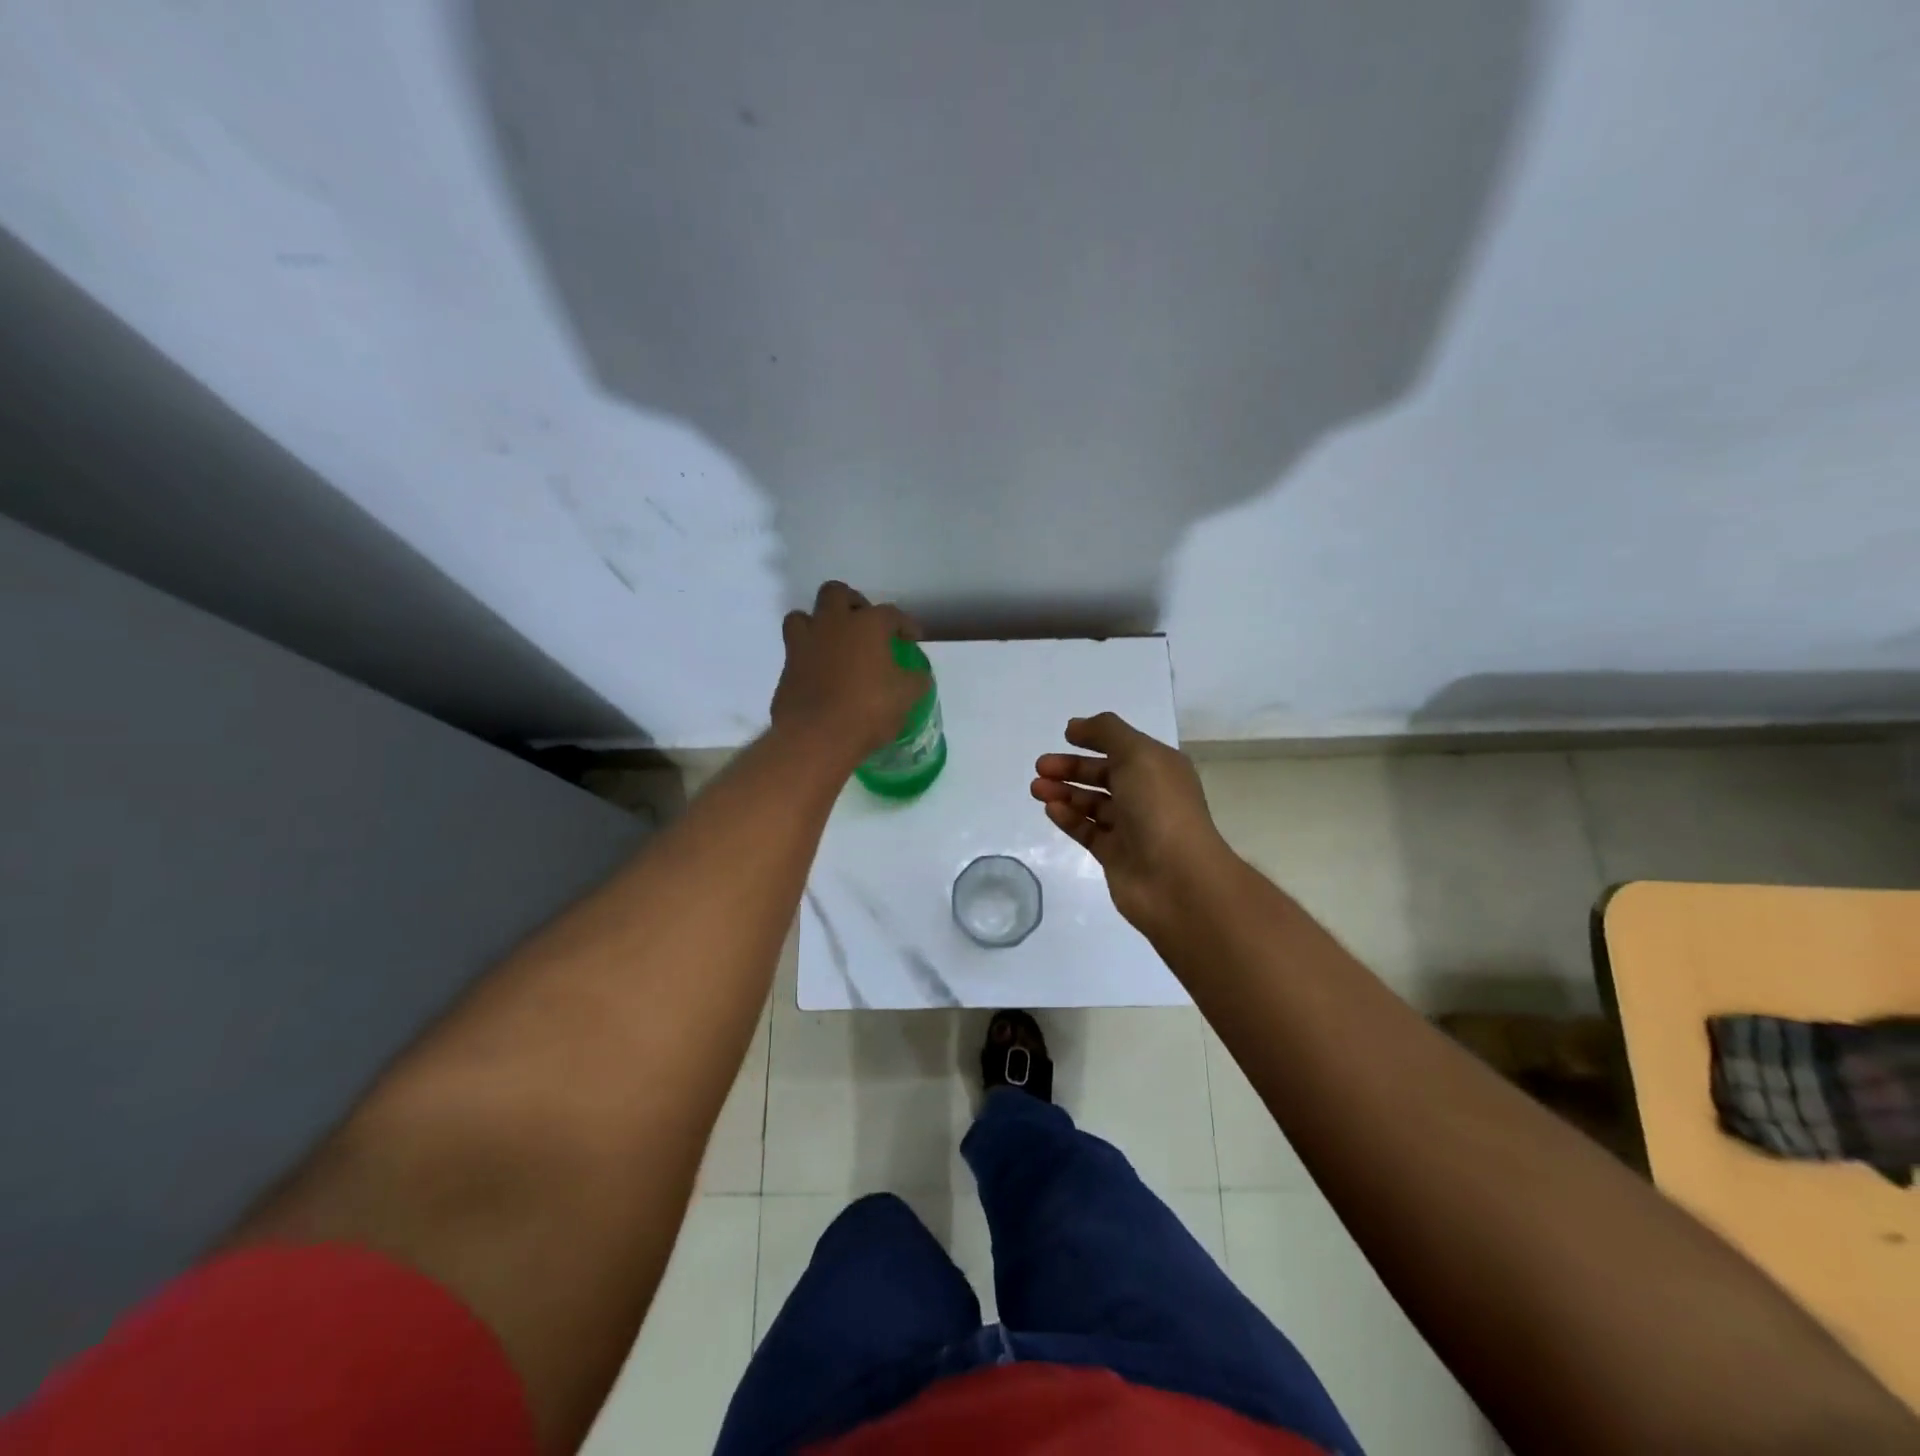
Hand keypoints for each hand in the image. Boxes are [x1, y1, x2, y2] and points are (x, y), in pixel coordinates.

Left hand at [770, 581, 928, 763]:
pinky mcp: (785, 667)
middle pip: (836, 593)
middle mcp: (832, 624)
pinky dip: (807, 656)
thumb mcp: (906, 697)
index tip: (912, 638)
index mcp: (867, 624)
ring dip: (818, 623)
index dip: (905, 624)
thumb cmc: (868, 710)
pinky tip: (820, 674)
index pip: (891, 613)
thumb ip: (916, 681)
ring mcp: (804, 643)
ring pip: (802, 616)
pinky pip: (794, 650)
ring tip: (833, 643)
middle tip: (864, 623)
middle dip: (852, 602)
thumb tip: (919, 677)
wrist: (815, 737)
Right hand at [1032, 712, 1233, 937]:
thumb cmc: (1159, 807)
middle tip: (1040, 766)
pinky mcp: (1115, 855)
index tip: (1065, 736)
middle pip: (1104, 775)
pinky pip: (1087, 830)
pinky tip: (1050, 808)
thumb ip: (1106, 732)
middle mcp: (1147, 795)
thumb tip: (1076, 725)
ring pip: (1092, 803)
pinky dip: (1068, 818)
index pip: (1123, 747)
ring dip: (1064, 792)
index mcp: (1159, 768)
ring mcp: (1131, 828)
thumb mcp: (1137, 754)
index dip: (1095, 739)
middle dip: (1071, 767)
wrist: (1176, 878)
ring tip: (1036, 787)